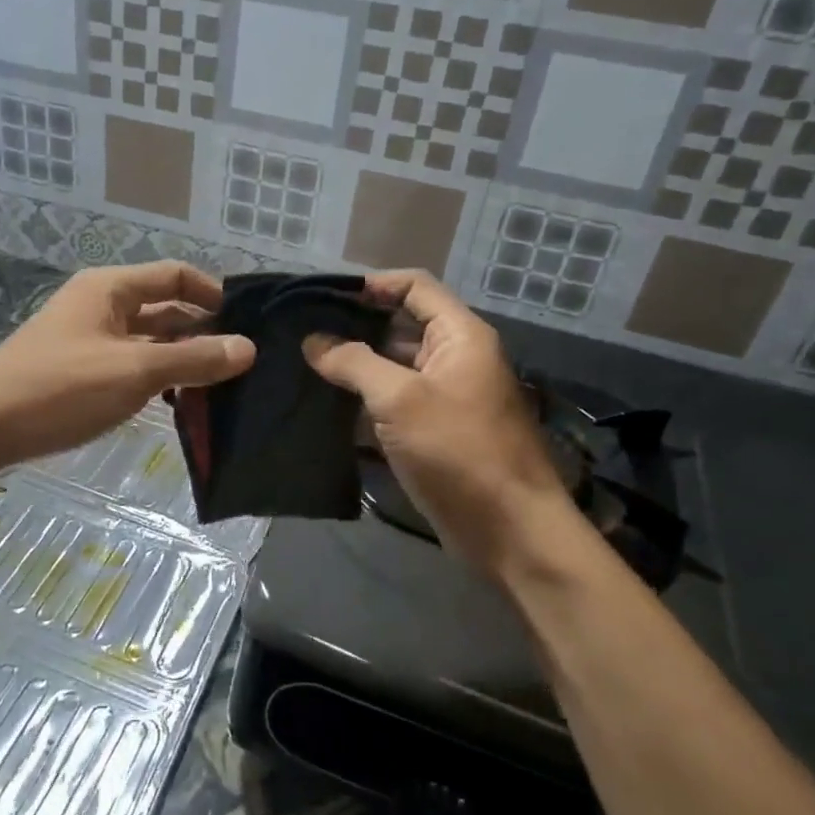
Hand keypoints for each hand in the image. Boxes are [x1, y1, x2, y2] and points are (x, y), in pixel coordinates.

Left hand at [0, 262, 253, 466]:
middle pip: (164, 307)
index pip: (176, 275)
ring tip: (220, 385)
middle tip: (241, 362)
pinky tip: (177, 401)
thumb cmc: (61, 388)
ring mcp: (88, 337)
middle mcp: (101, 304)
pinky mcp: (80, 369)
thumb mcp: (134, 371)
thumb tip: (248, 348)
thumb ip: (193, 359)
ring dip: (180, 357)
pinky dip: (156, 376)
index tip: (247, 324)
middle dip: (201, 331)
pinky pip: (130, 363)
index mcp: (111, 287)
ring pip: (148, 339)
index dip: (213, 294)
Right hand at [304, 270, 566, 572]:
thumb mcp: (400, 399)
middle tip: (305, 334)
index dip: (373, 285)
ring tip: (307, 367)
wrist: (510, 530)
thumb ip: (354, 363)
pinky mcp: (437, 432)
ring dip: (357, 366)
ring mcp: (447, 396)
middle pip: (403, 325)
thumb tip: (314, 341)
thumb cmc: (458, 451)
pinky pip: (397, 402)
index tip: (326, 299)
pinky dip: (367, 401)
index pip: (415, 286)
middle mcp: (457, 358)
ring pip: (396, 367)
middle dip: (357, 327)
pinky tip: (328, 406)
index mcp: (460, 335)